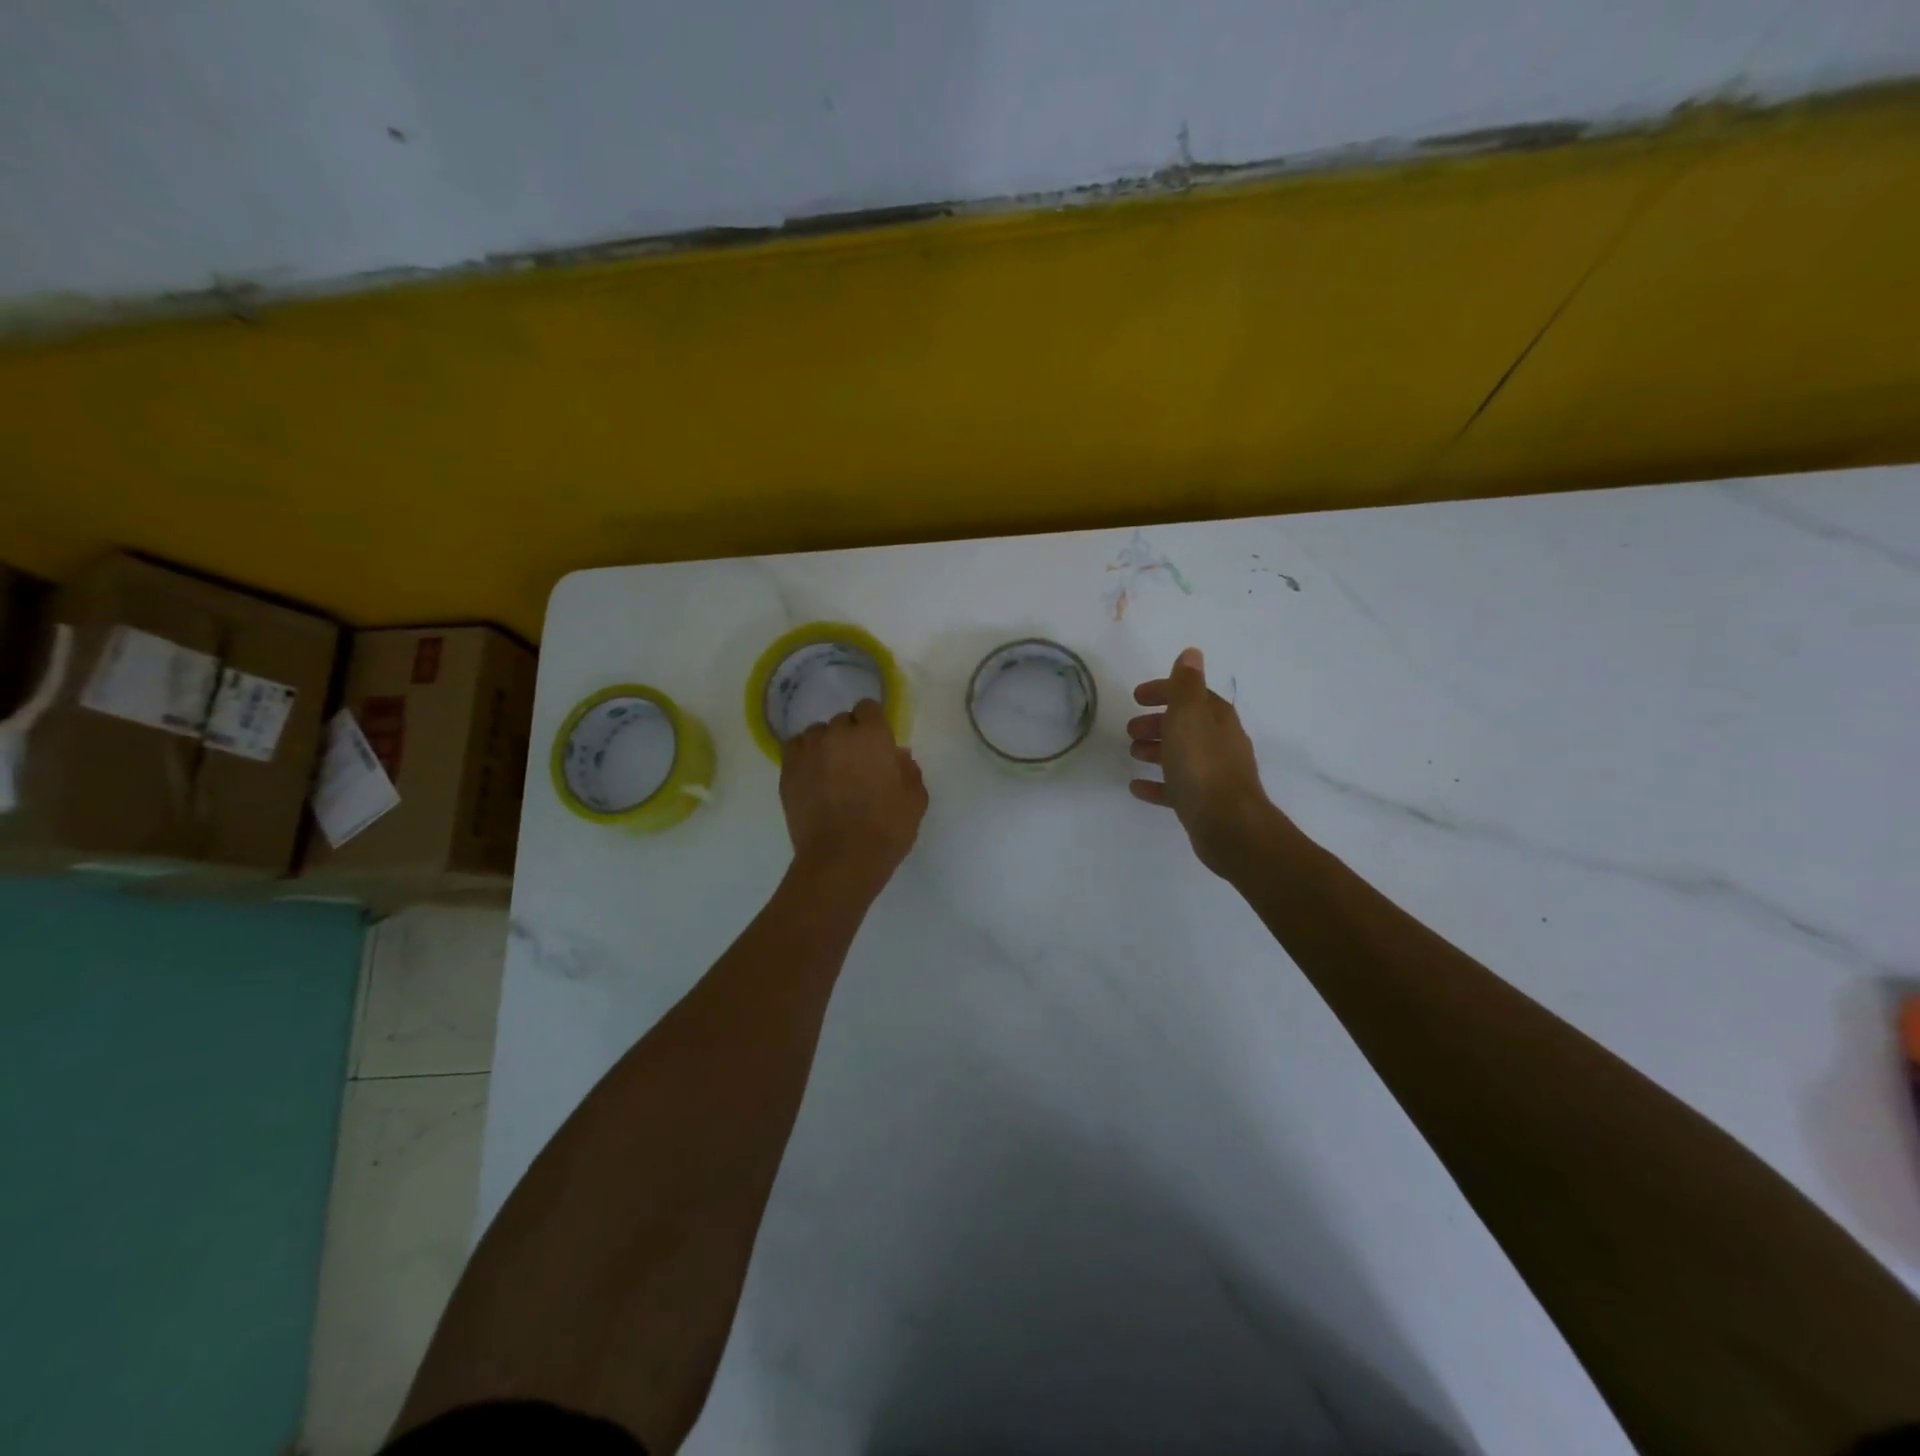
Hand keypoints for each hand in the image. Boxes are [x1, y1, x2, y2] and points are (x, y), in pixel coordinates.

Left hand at [780, 699, 927, 894]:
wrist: (841, 860)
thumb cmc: (886, 829)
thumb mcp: (915, 799)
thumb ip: (909, 770)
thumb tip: (898, 756)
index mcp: (871, 735)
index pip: (868, 708)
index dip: (874, 725)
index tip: (878, 746)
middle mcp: (836, 734)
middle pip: (843, 721)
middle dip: (851, 737)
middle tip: (858, 765)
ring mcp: (808, 751)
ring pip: (817, 734)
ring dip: (826, 746)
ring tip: (832, 772)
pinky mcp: (787, 771)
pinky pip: (795, 749)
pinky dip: (804, 757)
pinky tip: (812, 777)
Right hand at [1128, 647, 1276, 875]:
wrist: (1227, 825)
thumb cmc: (1202, 765)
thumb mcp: (1189, 716)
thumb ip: (1185, 686)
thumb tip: (1192, 653)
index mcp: (1217, 719)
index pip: (1191, 695)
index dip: (1165, 691)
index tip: (1137, 696)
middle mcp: (1220, 743)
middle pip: (1186, 725)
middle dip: (1158, 722)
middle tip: (1131, 729)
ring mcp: (1214, 775)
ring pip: (1181, 755)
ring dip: (1156, 750)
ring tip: (1132, 754)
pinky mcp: (1204, 803)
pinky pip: (1176, 787)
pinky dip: (1157, 784)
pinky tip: (1137, 787)